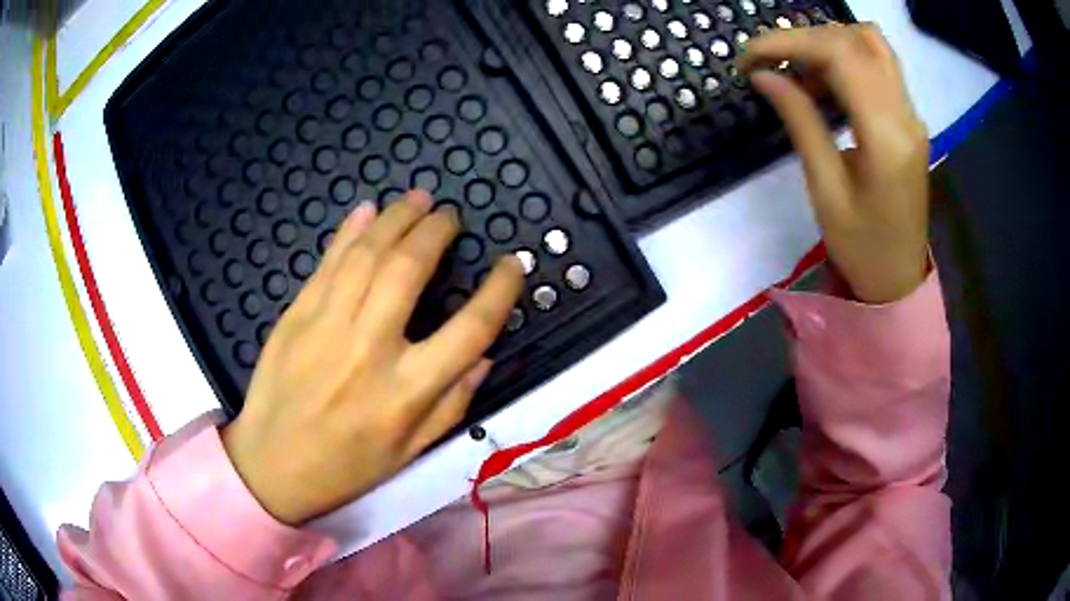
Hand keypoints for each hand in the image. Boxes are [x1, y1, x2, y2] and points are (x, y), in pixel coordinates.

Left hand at [222, 190, 524, 524]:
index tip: (512, 263)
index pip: (470, 329)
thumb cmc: (347, 467)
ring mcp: (326, 326)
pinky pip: (327, 263)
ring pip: (366, 255)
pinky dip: (349, 231)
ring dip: (396, 218)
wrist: (272, 467)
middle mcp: (369, 350)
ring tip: (418, 199)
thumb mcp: (412, 452)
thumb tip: (485, 355)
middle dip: (436, 231)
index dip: (500, 290)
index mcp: (407, 391)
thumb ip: (454, 404)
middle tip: (450, 215)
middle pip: (409, 270)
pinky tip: (368, 210)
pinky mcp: (295, 316)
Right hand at [740, 24, 929, 303]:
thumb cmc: (861, 247)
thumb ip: (800, 122)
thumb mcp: (825, 189)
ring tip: (795, 68)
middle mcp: (906, 114)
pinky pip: (878, 65)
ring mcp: (911, 114)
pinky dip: (844, 56)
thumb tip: (764, 75)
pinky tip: (822, 79)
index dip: (789, 42)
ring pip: (870, 44)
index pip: (839, 54)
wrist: (899, 279)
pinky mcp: (908, 118)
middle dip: (802, 38)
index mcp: (887, 137)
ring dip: (826, 42)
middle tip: (766, 62)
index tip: (749, 55)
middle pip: (854, 40)